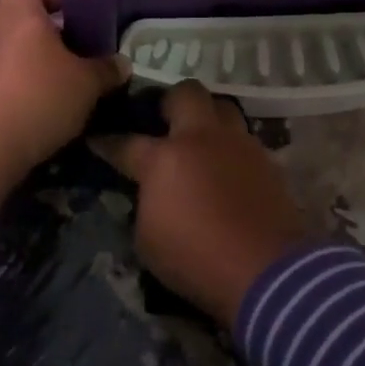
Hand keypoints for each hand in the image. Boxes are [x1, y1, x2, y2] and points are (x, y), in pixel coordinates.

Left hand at [0, 0, 127, 209]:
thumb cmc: (41, 95)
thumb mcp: (87, 83)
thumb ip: (106, 69)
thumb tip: (122, 64)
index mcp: (18, 11)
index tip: (71, 17)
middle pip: (18, 15)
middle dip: (45, 32)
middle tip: (73, 53)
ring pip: (8, 46)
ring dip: (31, 60)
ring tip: (60, 84)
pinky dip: (16, 84)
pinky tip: (39, 108)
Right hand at [98, 81, 314, 327]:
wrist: (267, 272)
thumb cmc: (197, 260)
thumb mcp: (148, 240)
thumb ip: (146, 203)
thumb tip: (151, 191)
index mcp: (165, 158)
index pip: (126, 142)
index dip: (107, 142)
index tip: (97, 140)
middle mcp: (202, 138)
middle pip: (185, 93)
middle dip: (170, 102)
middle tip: (164, 123)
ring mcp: (239, 144)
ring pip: (222, 107)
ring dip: (208, 117)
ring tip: (200, 141)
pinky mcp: (266, 160)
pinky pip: (243, 138)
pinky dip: (230, 147)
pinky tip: (226, 168)